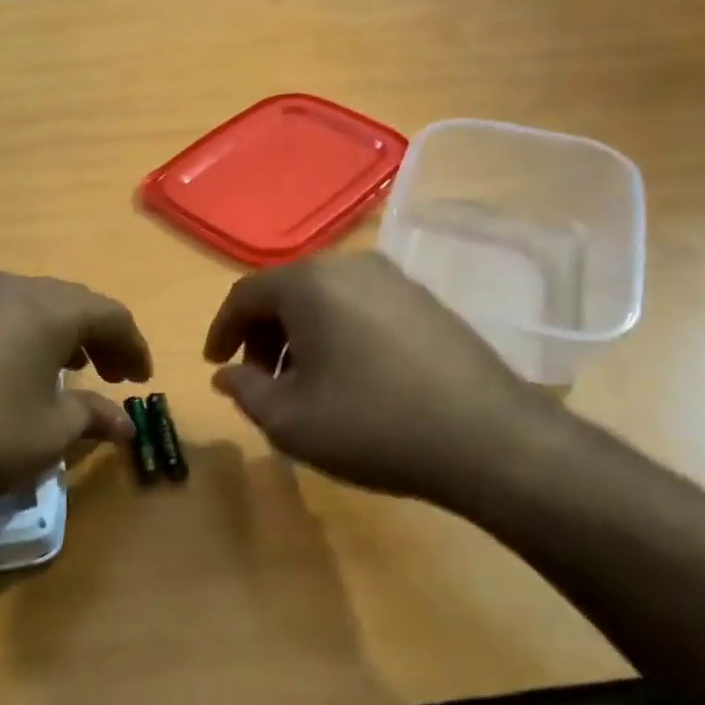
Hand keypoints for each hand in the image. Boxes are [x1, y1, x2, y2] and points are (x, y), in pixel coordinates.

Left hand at [0, 272, 151, 519]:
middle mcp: (8, 287)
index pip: (110, 315)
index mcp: (48, 308)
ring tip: (63, 365)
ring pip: (25, 302)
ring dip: (52, 331)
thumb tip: (124, 424)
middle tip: (111, 374)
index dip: (133, 346)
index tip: (141, 381)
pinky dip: (5, 327)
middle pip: (69, 303)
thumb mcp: (49, 433)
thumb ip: (92, 417)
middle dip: (97, 338)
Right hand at [203, 252, 562, 504]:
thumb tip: (227, 374)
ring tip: (305, 383)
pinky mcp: (426, 300)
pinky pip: (362, 307)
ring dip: (302, 336)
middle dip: (264, 336)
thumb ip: (245, 391)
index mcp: (308, 283)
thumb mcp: (289, 421)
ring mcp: (394, 279)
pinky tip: (351, 377)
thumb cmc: (371, 425)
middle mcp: (350, 265)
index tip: (216, 365)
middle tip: (262, 380)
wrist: (488, 439)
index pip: (244, 295)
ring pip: (326, 299)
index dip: (222, 331)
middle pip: (286, 293)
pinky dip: (339, 333)